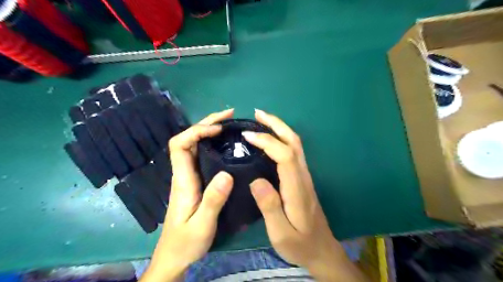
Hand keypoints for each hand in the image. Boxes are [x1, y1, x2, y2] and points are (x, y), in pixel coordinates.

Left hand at [141, 109, 235, 281]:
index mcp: (182, 179)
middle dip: (206, 123)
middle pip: (187, 139)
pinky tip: (224, 144)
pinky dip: (211, 143)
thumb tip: (226, 174)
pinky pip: (201, 155)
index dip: (196, 130)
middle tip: (229, 116)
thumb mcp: (203, 224)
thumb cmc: (186, 242)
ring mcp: (188, 176)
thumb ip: (213, 200)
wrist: (174, 257)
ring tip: (229, 124)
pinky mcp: (194, 181)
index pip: (179, 144)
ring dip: (208, 130)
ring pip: (194, 145)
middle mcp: (183, 173)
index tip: (218, 129)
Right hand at [242, 109, 368, 281]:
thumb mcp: (281, 233)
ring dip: (279, 128)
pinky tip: (269, 140)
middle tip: (257, 114)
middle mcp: (303, 176)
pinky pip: (293, 151)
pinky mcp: (302, 178)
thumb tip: (257, 181)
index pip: (285, 155)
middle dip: (276, 124)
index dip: (267, 141)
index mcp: (297, 188)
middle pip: (294, 142)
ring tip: (261, 120)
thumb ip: (270, 207)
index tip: (247, 136)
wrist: (322, 250)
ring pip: (295, 144)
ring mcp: (304, 176)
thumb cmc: (300, 244)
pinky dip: (281, 139)